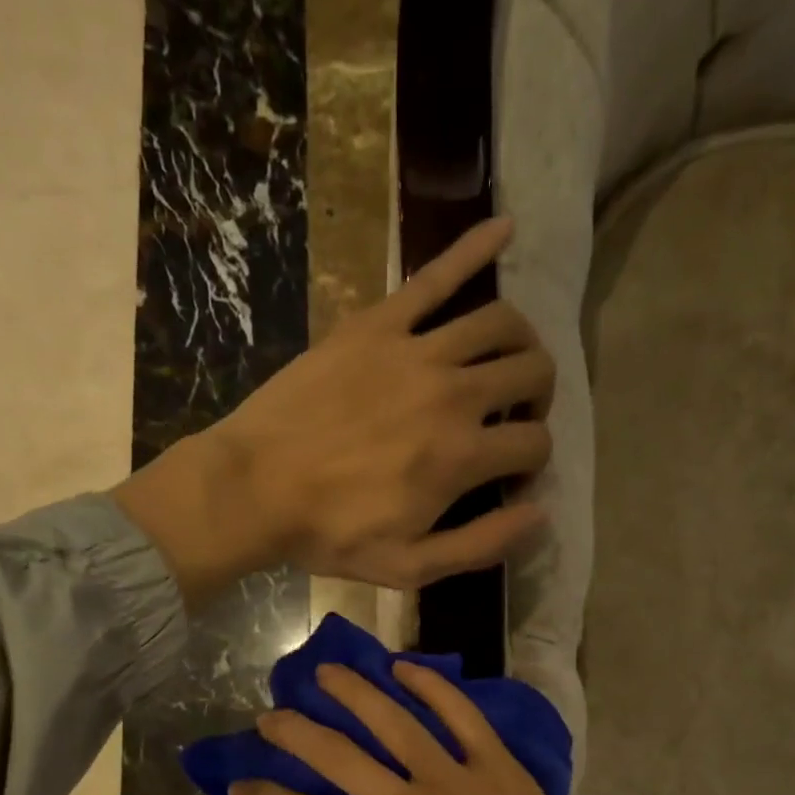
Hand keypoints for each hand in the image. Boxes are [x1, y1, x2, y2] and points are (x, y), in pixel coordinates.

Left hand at [113, 218, 553, 605]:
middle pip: (532, 372)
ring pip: (499, 322)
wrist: (254, 488)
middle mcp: (454, 392)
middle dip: (538, 396)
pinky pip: (434, 276)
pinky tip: (503, 228)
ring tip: (508, 359)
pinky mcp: (377, 324)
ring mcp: (416, 350)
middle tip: (514, 415)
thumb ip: (481, 544)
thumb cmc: (329, 534)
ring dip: (521, 341)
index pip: (535, 442)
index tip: (508, 476)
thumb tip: (540, 513)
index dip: (532, 461)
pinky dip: (474, 248)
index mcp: (463, 455)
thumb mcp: (409, 565)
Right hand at [230, 661, 686, 794]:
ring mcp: (456, 780)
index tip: (238, 782)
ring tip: (325, 673)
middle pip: (337, 755)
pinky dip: (431, 686)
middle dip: (293, 732)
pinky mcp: (498, 767)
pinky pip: (460, 715)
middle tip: (270, 716)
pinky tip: (403, 667)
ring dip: (353, 692)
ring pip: (392, 720)